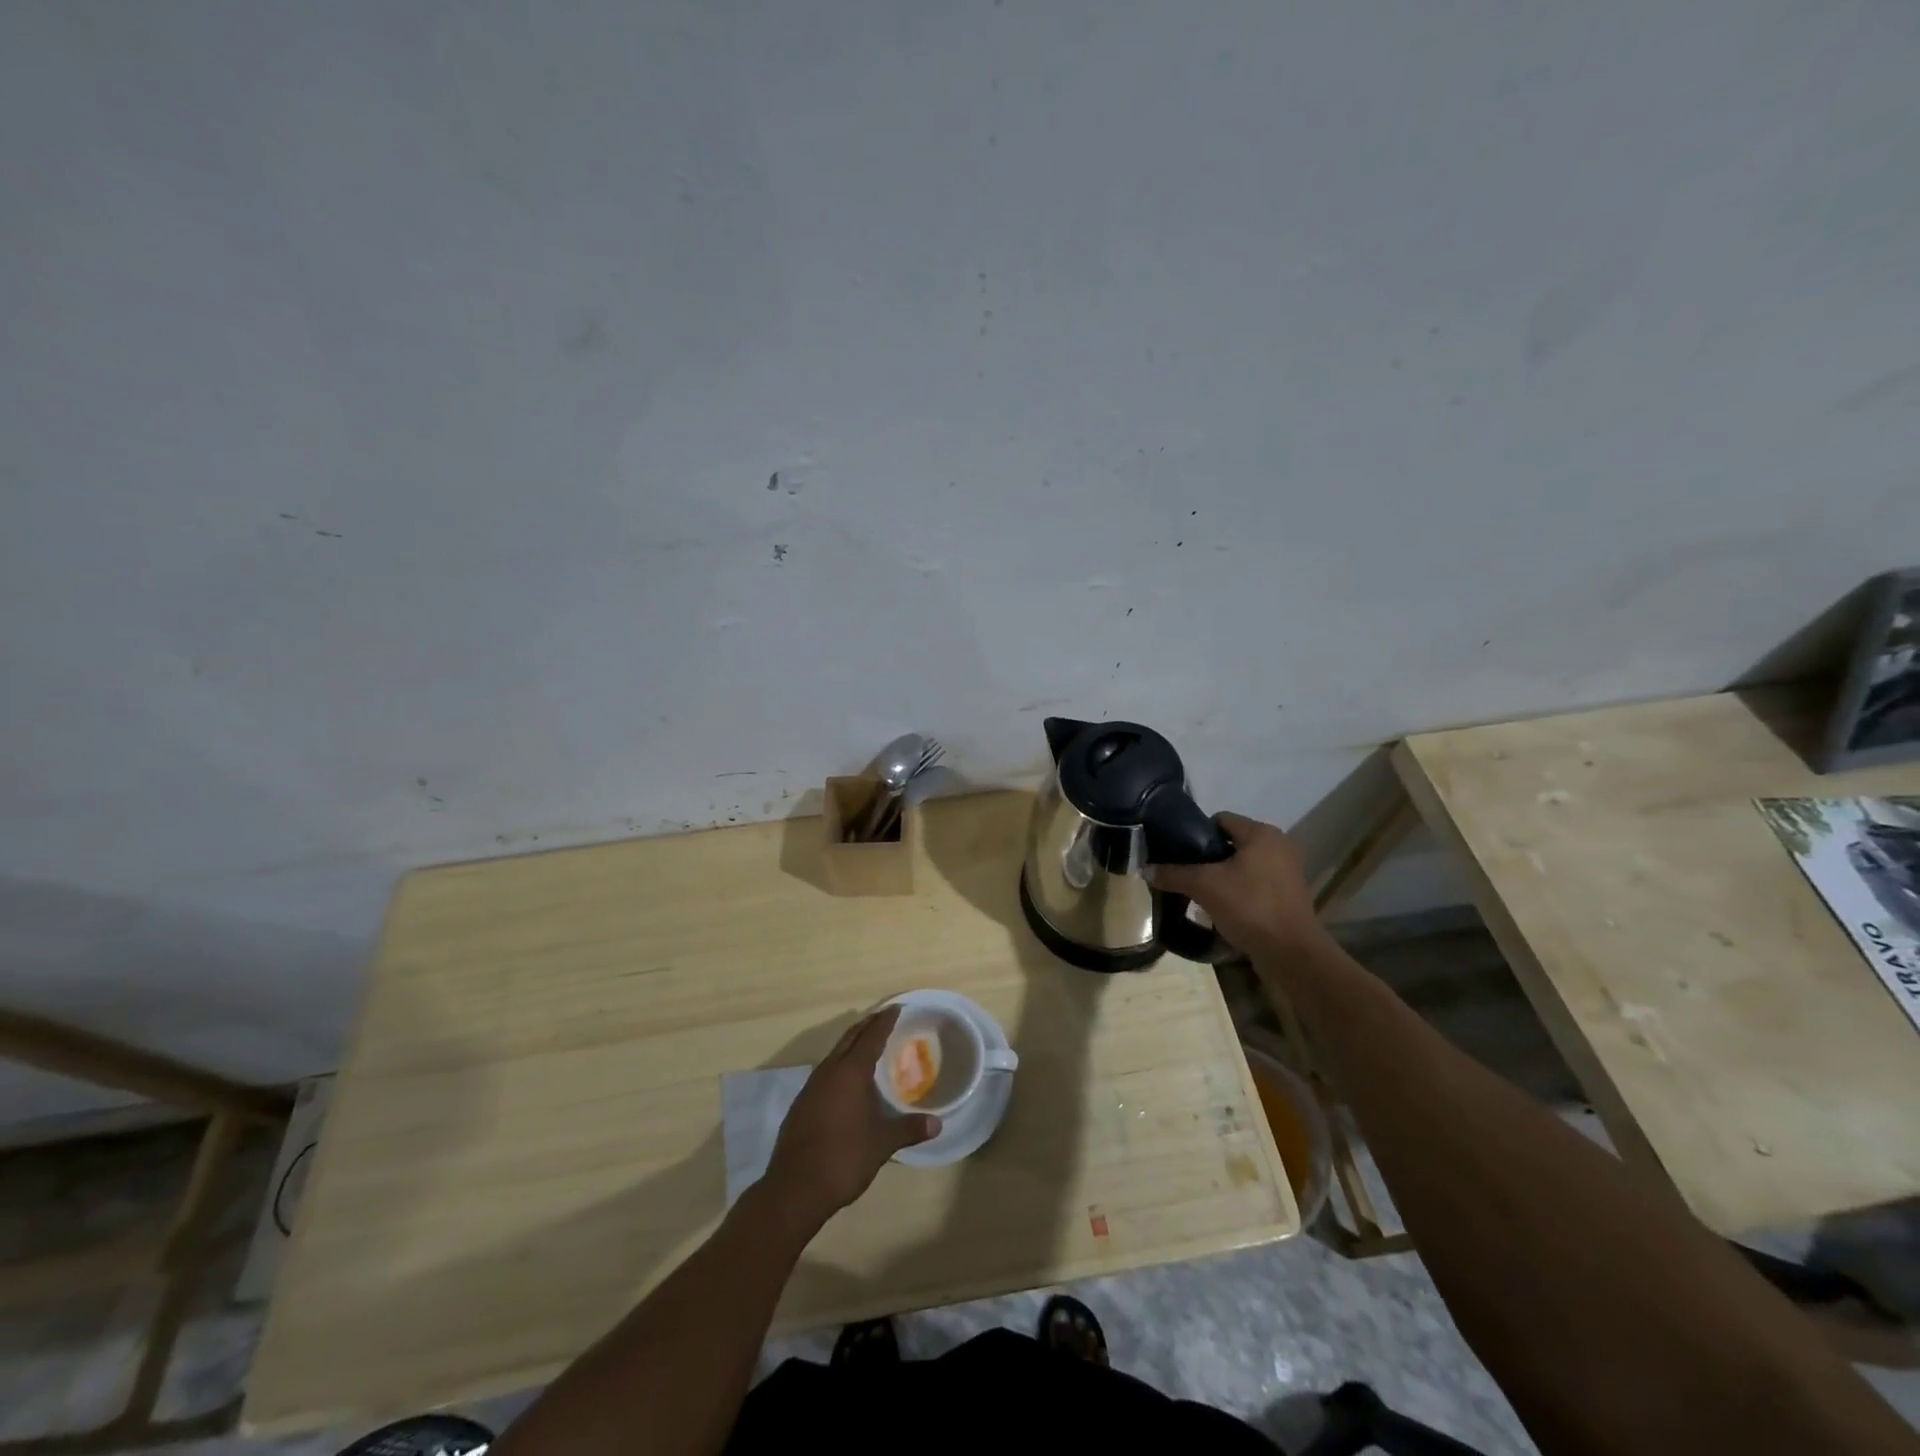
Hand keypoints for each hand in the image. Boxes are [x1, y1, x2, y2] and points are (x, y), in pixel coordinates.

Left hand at [761, 1006, 938, 1228]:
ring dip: (851, 1044)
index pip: (871, 1037)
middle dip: (867, 1025)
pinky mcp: (802, 1104)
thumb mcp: (881, 1144)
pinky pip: (825, 1072)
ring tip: (867, 1044)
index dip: (884, 1021)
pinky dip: (839, 1064)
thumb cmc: (843, 1158)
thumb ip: (908, 1129)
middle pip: (850, 1038)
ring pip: (835, 1054)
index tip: (896, 1007)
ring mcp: (811, 1087)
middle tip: (883, 1017)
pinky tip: (846, 1080)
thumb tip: (937, 1124)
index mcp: (850, 1073)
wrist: (794, 1188)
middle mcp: (829, 1072)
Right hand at [1149, 811, 1324, 958]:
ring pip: (1243, 864)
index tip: (1178, 851)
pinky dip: (1238, 890)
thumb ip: (1174, 874)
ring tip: (1199, 891)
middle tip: (1185, 872)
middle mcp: (1278, 845)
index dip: (1196, 832)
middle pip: (1231, 842)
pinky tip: (1221, 906)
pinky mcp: (1289, 894)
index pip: (1220, 819)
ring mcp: (1287, 870)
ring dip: (1222, 875)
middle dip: (1207, 856)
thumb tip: (1144, 869)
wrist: (1291, 953)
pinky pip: (1255, 882)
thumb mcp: (1204, 886)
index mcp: (1262, 833)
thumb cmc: (1249, 906)